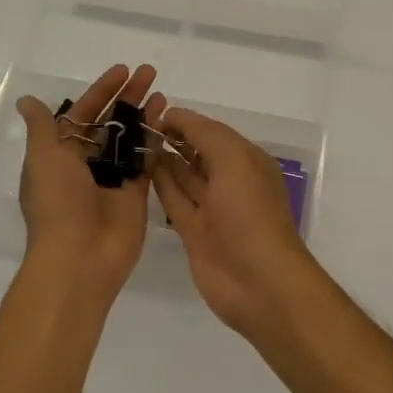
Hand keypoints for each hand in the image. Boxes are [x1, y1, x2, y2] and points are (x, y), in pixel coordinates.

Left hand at [16, 63, 157, 299]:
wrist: (80, 258)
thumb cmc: (57, 203)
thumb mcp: (43, 158)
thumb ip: (42, 127)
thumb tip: (26, 100)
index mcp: (60, 155)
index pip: (83, 114)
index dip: (101, 91)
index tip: (122, 71)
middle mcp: (86, 164)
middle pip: (109, 122)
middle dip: (127, 96)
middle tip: (148, 72)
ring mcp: (113, 178)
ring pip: (130, 138)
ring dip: (143, 113)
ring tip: (160, 90)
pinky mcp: (136, 193)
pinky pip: (146, 159)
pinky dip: (155, 138)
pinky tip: (166, 118)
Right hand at [144, 95, 321, 337]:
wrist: (259, 282)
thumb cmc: (250, 212)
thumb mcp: (233, 159)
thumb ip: (203, 133)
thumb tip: (174, 115)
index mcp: (247, 160)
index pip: (211, 131)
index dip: (185, 121)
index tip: (153, 110)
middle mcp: (230, 180)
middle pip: (197, 151)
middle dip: (173, 137)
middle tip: (136, 125)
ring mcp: (212, 208)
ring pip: (184, 176)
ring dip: (164, 158)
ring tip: (134, 141)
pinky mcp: (194, 232)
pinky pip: (175, 200)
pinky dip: (160, 184)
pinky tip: (141, 168)